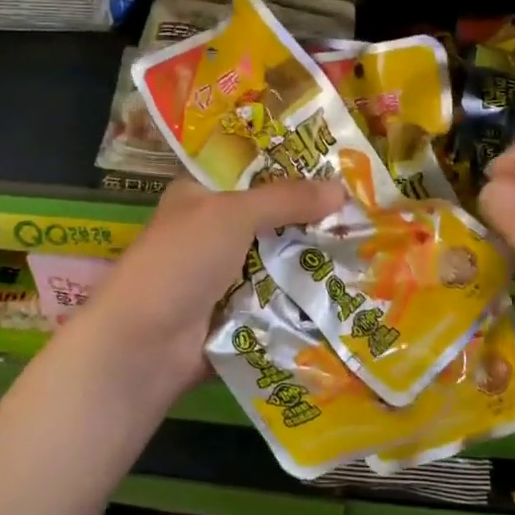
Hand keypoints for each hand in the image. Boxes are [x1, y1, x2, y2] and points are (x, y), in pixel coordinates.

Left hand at [72, 176, 345, 400]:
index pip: (251, 172)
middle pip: (271, 219)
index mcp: (200, 195)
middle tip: (366, 214)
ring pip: (278, 260)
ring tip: (370, 250)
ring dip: (313, 260)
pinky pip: (278, 298)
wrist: (144, 345)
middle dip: (312, 219)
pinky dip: (303, 296)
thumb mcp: (232, 214)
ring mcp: (224, 275)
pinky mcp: (237, 313)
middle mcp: (212, 231)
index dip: (291, 169)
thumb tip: (341, 188)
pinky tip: (348, 291)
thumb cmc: (181, 261)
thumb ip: (285, 199)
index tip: (340, 170)